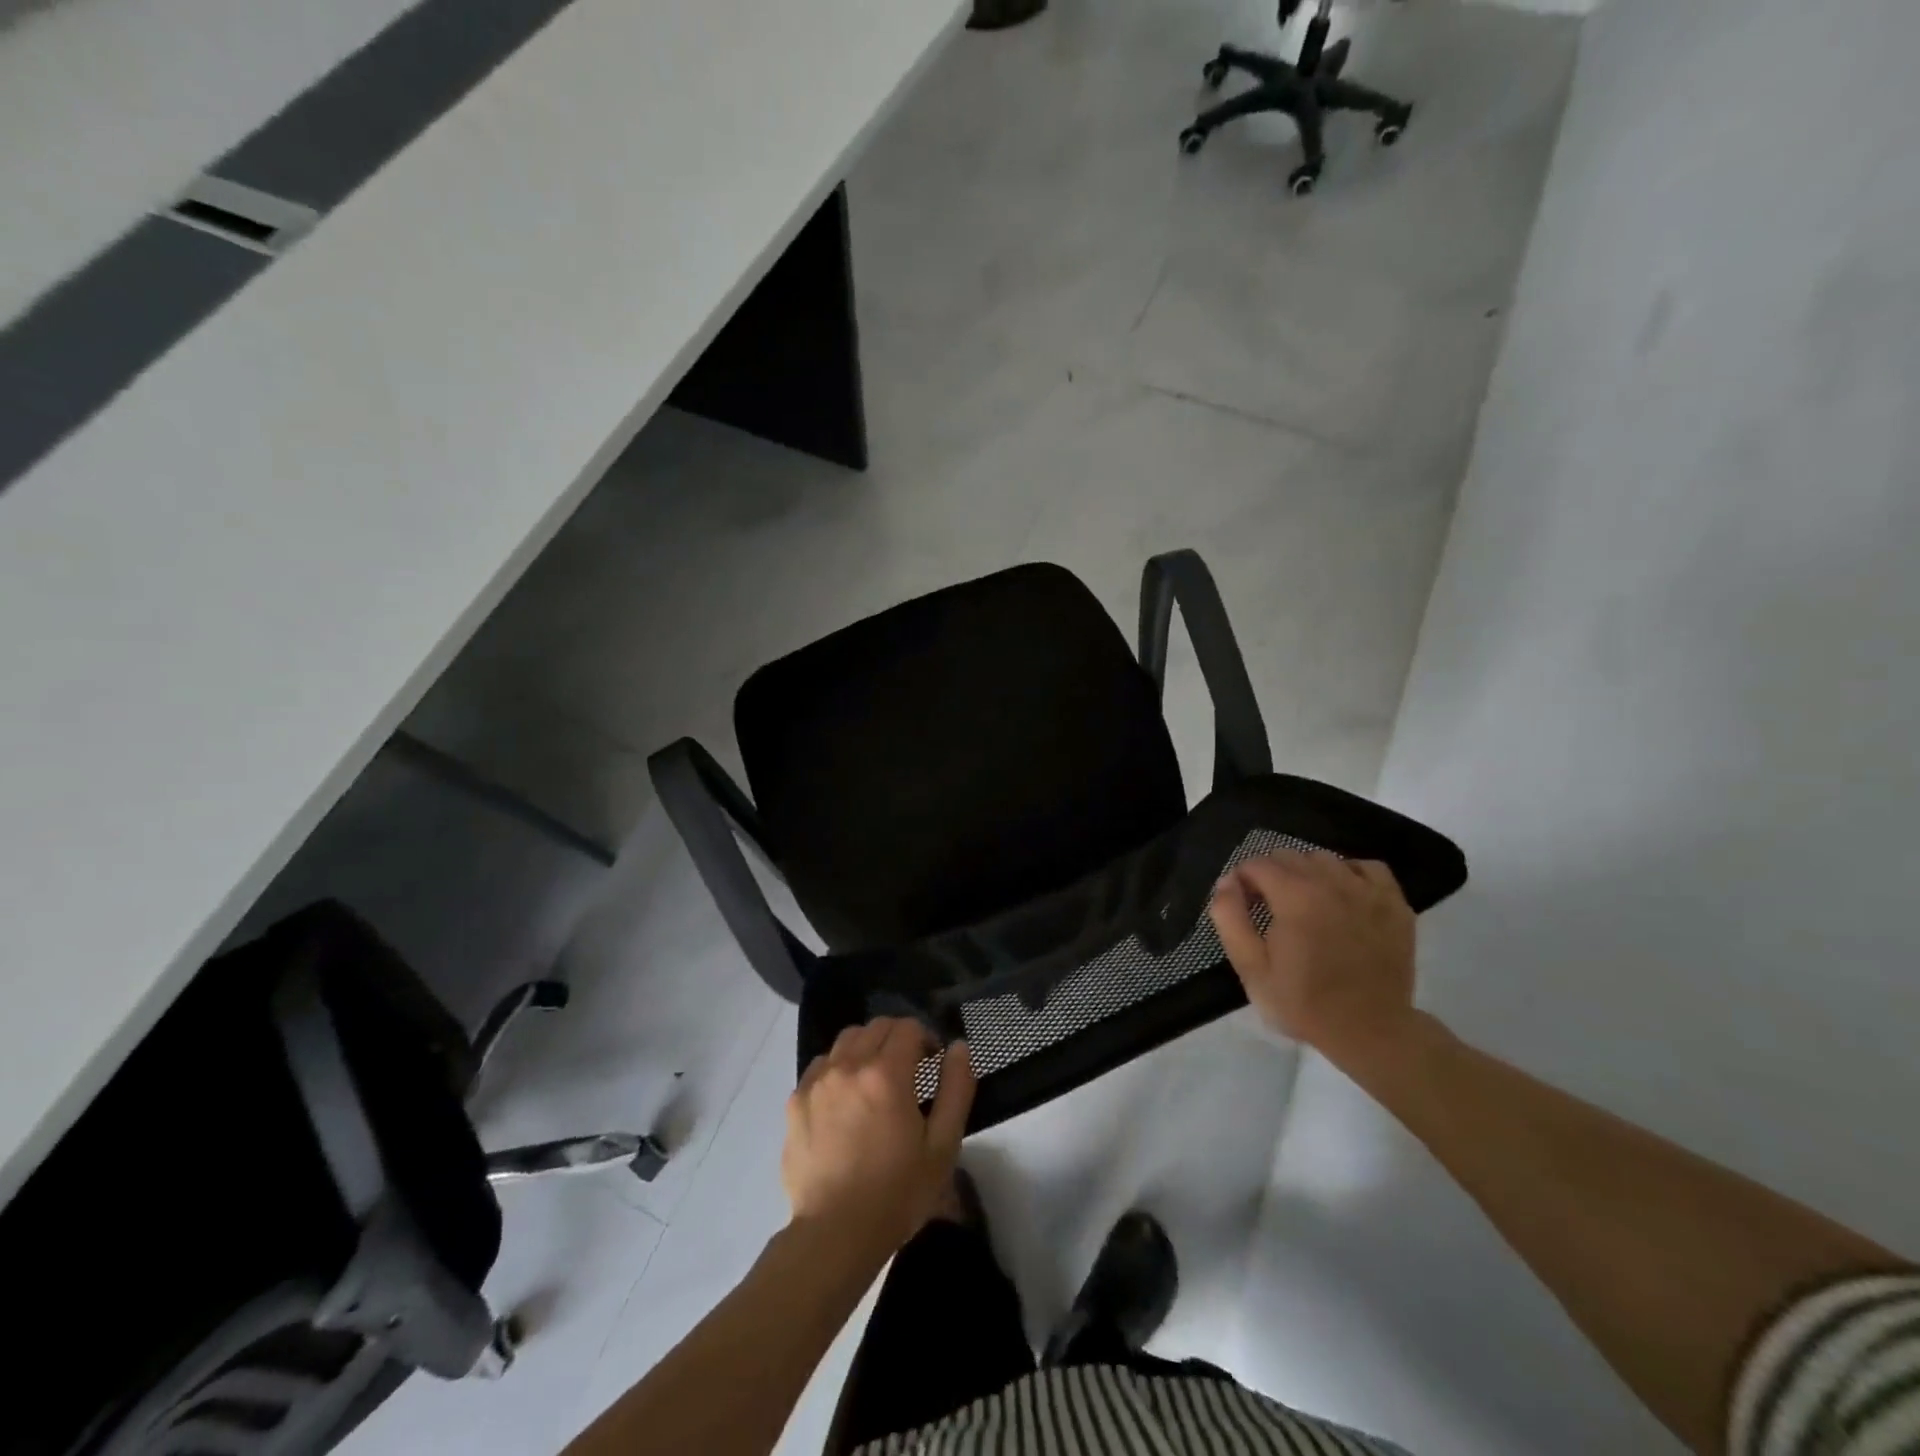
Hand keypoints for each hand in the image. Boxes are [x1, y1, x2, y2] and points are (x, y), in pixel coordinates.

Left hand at [783, 1019, 974, 1259]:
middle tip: (908, 1071)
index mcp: (886, 1073)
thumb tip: (958, 1047)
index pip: (907, 1027)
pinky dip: (838, 1069)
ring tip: (875, 1083)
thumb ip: (956, 1089)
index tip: (932, 1064)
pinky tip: (845, 1101)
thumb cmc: (897, 1193)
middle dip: (897, 1039)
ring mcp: (818, 1081)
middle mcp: (848, 1065)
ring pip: (846, 1041)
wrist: (835, 1234)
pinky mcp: (796, 1101)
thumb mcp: (943, 1146)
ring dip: (866, 1049)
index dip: (925, 1039)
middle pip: (876, 1027)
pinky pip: (821, 1066)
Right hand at [1209, 849, 1418, 1065]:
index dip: (1243, 881)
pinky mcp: (1394, 903)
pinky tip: (1343, 896)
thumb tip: (1227, 881)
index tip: (1244, 906)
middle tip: (1271, 908)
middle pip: (1289, 856)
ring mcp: (1368, 890)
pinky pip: (1367, 867)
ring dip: (1307, 873)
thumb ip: (1230, 918)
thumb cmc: (1304, 1002)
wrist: (1371, 1031)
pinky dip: (1350, 874)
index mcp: (1294, 896)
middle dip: (1271, 875)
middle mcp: (1331, 882)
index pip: (1257, 864)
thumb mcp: (1251, 967)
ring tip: (1305, 903)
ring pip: (1325, 858)